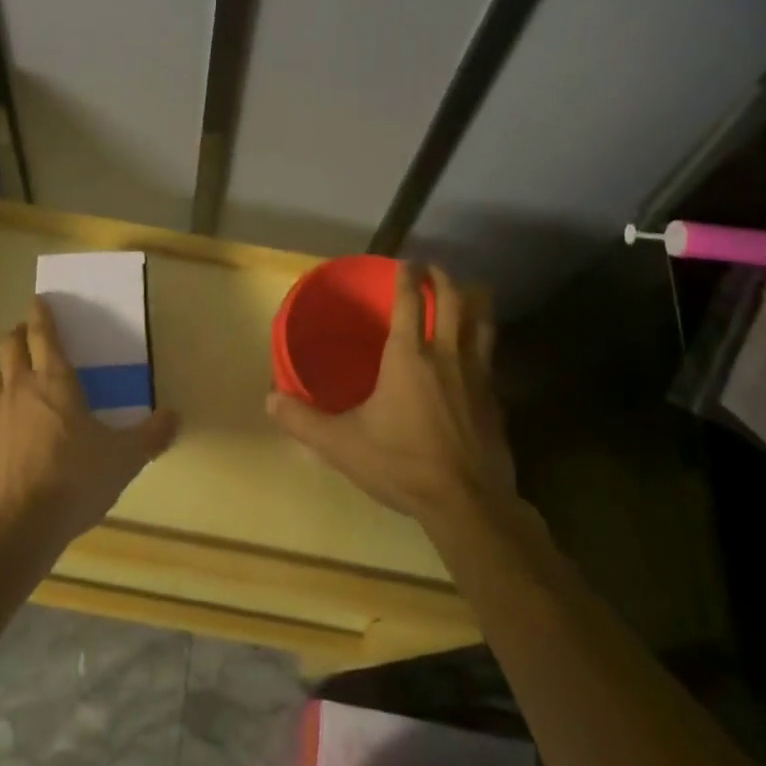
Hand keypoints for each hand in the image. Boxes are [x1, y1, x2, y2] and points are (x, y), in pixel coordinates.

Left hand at [0, 297, 178, 552]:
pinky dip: (0, 412)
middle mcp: (19, 388)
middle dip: (18, 333)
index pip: (43, 334)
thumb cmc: (74, 481)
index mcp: (55, 382)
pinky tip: (13, 434)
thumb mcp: (123, 459)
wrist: (15, 529)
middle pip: (9, 344)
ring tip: (23, 385)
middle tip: (30, 336)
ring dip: (8, 372)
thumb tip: (174, 416)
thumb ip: (150, 435)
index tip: (39, 300)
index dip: (41, 314)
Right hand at [267, 263, 516, 532]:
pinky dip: (484, 343)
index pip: (410, 301)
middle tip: (433, 269)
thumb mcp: (342, 445)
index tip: (405, 261)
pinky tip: (478, 354)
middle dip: (443, 278)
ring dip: (475, 301)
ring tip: (470, 291)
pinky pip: (490, 358)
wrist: (467, 504)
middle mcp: (446, 355)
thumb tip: (270, 399)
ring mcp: (477, 376)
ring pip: (483, 323)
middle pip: (453, 301)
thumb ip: (303, 420)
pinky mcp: (495, 400)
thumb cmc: (401, 464)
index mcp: (408, 356)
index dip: (408, 276)